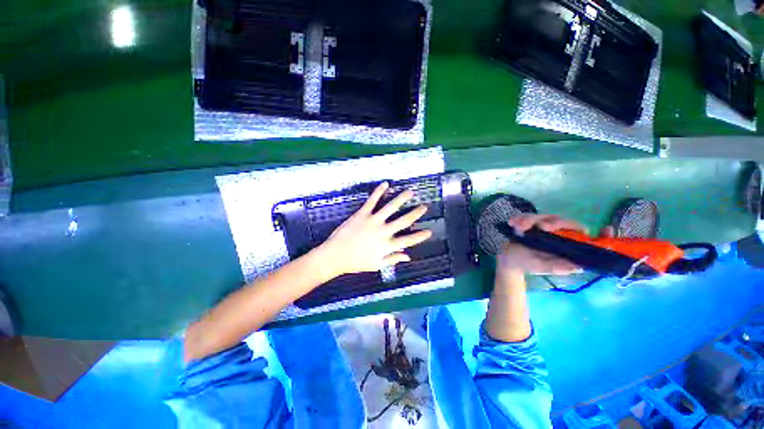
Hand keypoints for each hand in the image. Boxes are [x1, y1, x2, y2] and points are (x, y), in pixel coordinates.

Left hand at [318, 182, 432, 276]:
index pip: (408, 240)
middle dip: (416, 213)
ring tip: (411, 192)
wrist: (334, 256)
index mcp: (387, 246)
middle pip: (404, 221)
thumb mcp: (376, 265)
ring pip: (391, 207)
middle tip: (424, 207)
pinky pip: (372, 200)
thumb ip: (393, 259)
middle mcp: (383, 232)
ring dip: (402, 198)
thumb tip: (408, 257)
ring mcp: (373, 221)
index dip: (420, 236)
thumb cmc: (355, 262)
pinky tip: (386, 184)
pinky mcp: (362, 214)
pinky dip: (379, 191)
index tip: (430, 231)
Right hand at [497, 214, 610, 275]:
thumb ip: (557, 267)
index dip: (599, 235)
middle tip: (541, 227)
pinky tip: (512, 223)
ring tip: (519, 227)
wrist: (508, 260)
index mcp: (565, 246)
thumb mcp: (542, 267)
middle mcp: (558, 235)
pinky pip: (528, 216)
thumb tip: (579, 266)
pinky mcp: (530, 223)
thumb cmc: (526, 264)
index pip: (586, 238)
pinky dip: (520, 218)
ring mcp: (543, 228)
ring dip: (530, 220)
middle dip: (553, 222)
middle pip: (563, 222)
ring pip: (544, 216)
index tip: (607, 229)